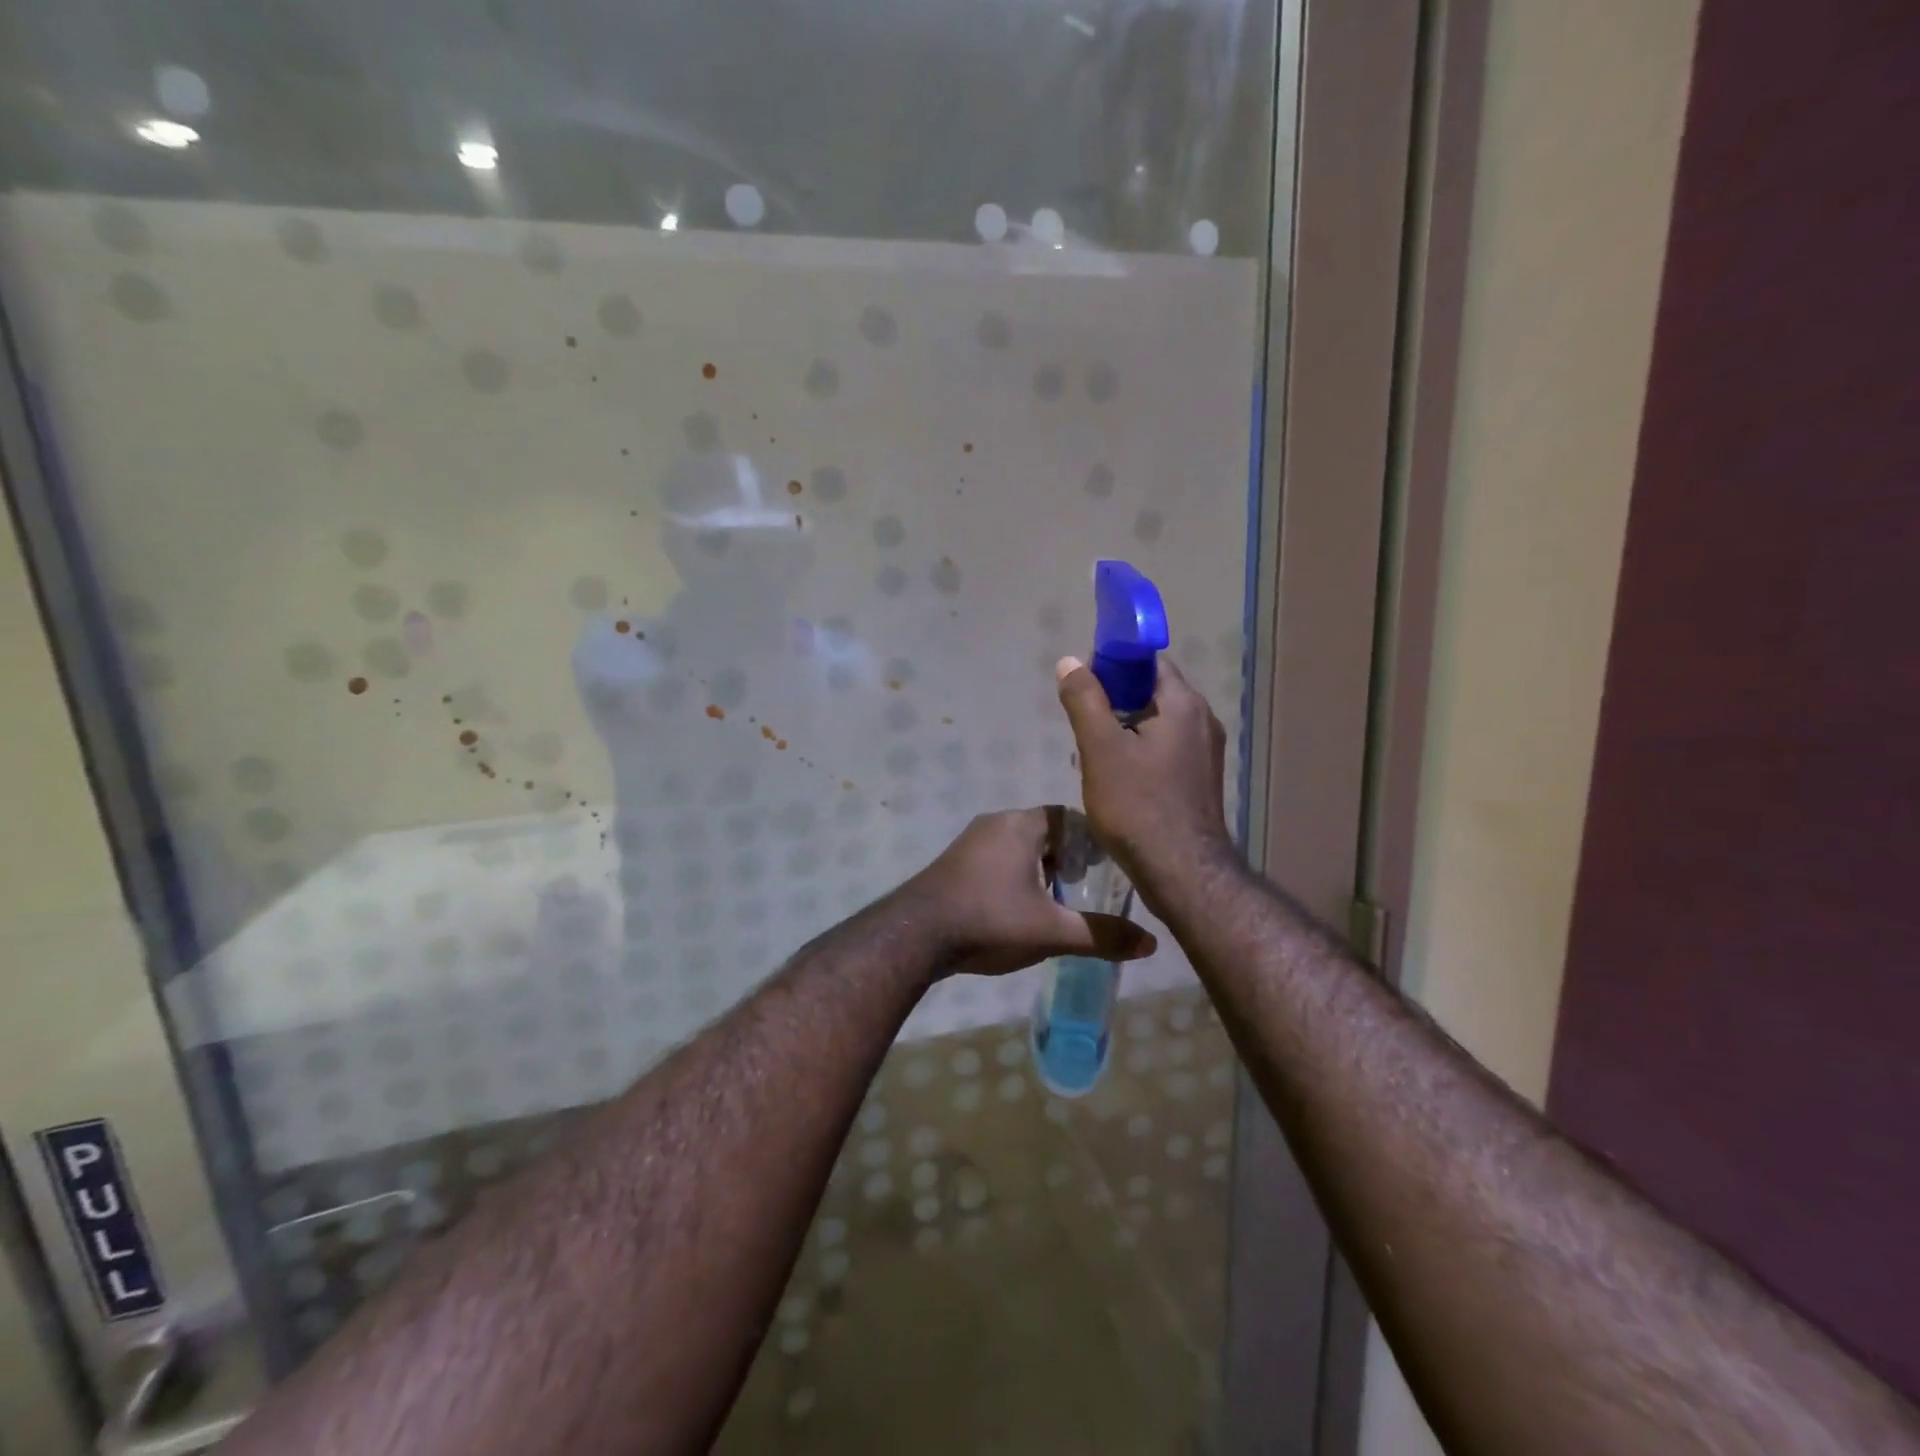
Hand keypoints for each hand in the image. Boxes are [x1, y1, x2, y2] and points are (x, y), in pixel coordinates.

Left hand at [900, 807, 1156, 978]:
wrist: (916, 936)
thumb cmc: (990, 921)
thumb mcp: (1052, 931)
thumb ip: (1101, 935)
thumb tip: (1151, 943)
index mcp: (1022, 825)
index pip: (1068, 817)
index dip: (1091, 840)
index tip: (1105, 869)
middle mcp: (996, 822)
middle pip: (1044, 830)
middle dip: (1067, 856)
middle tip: (1084, 887)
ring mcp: (970, 841)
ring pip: (1018, 845)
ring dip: (1039, 867)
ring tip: (1055, 901)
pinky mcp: (954, 862)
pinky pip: (996, 858)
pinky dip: (1014, 874)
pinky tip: (1018, 908)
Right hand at [1055, 656, 1235, 893]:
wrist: (1182, 872)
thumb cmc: (1138, 806)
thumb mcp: (1100, 749)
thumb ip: (1085, 701)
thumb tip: (1070, 661)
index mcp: (1184, 705)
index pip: (1149, 662)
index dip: (1113, 664)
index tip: (1084, 684)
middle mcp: (1203, 721)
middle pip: (1152, 692)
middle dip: (1114, 701)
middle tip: (1082, 722)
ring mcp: (1205, 753)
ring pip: (1157, 724)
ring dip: (1123, 729)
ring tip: (1091, 754)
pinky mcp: (1200, 780)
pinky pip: (1165, 750)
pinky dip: (1139, 752)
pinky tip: (1115, 778)